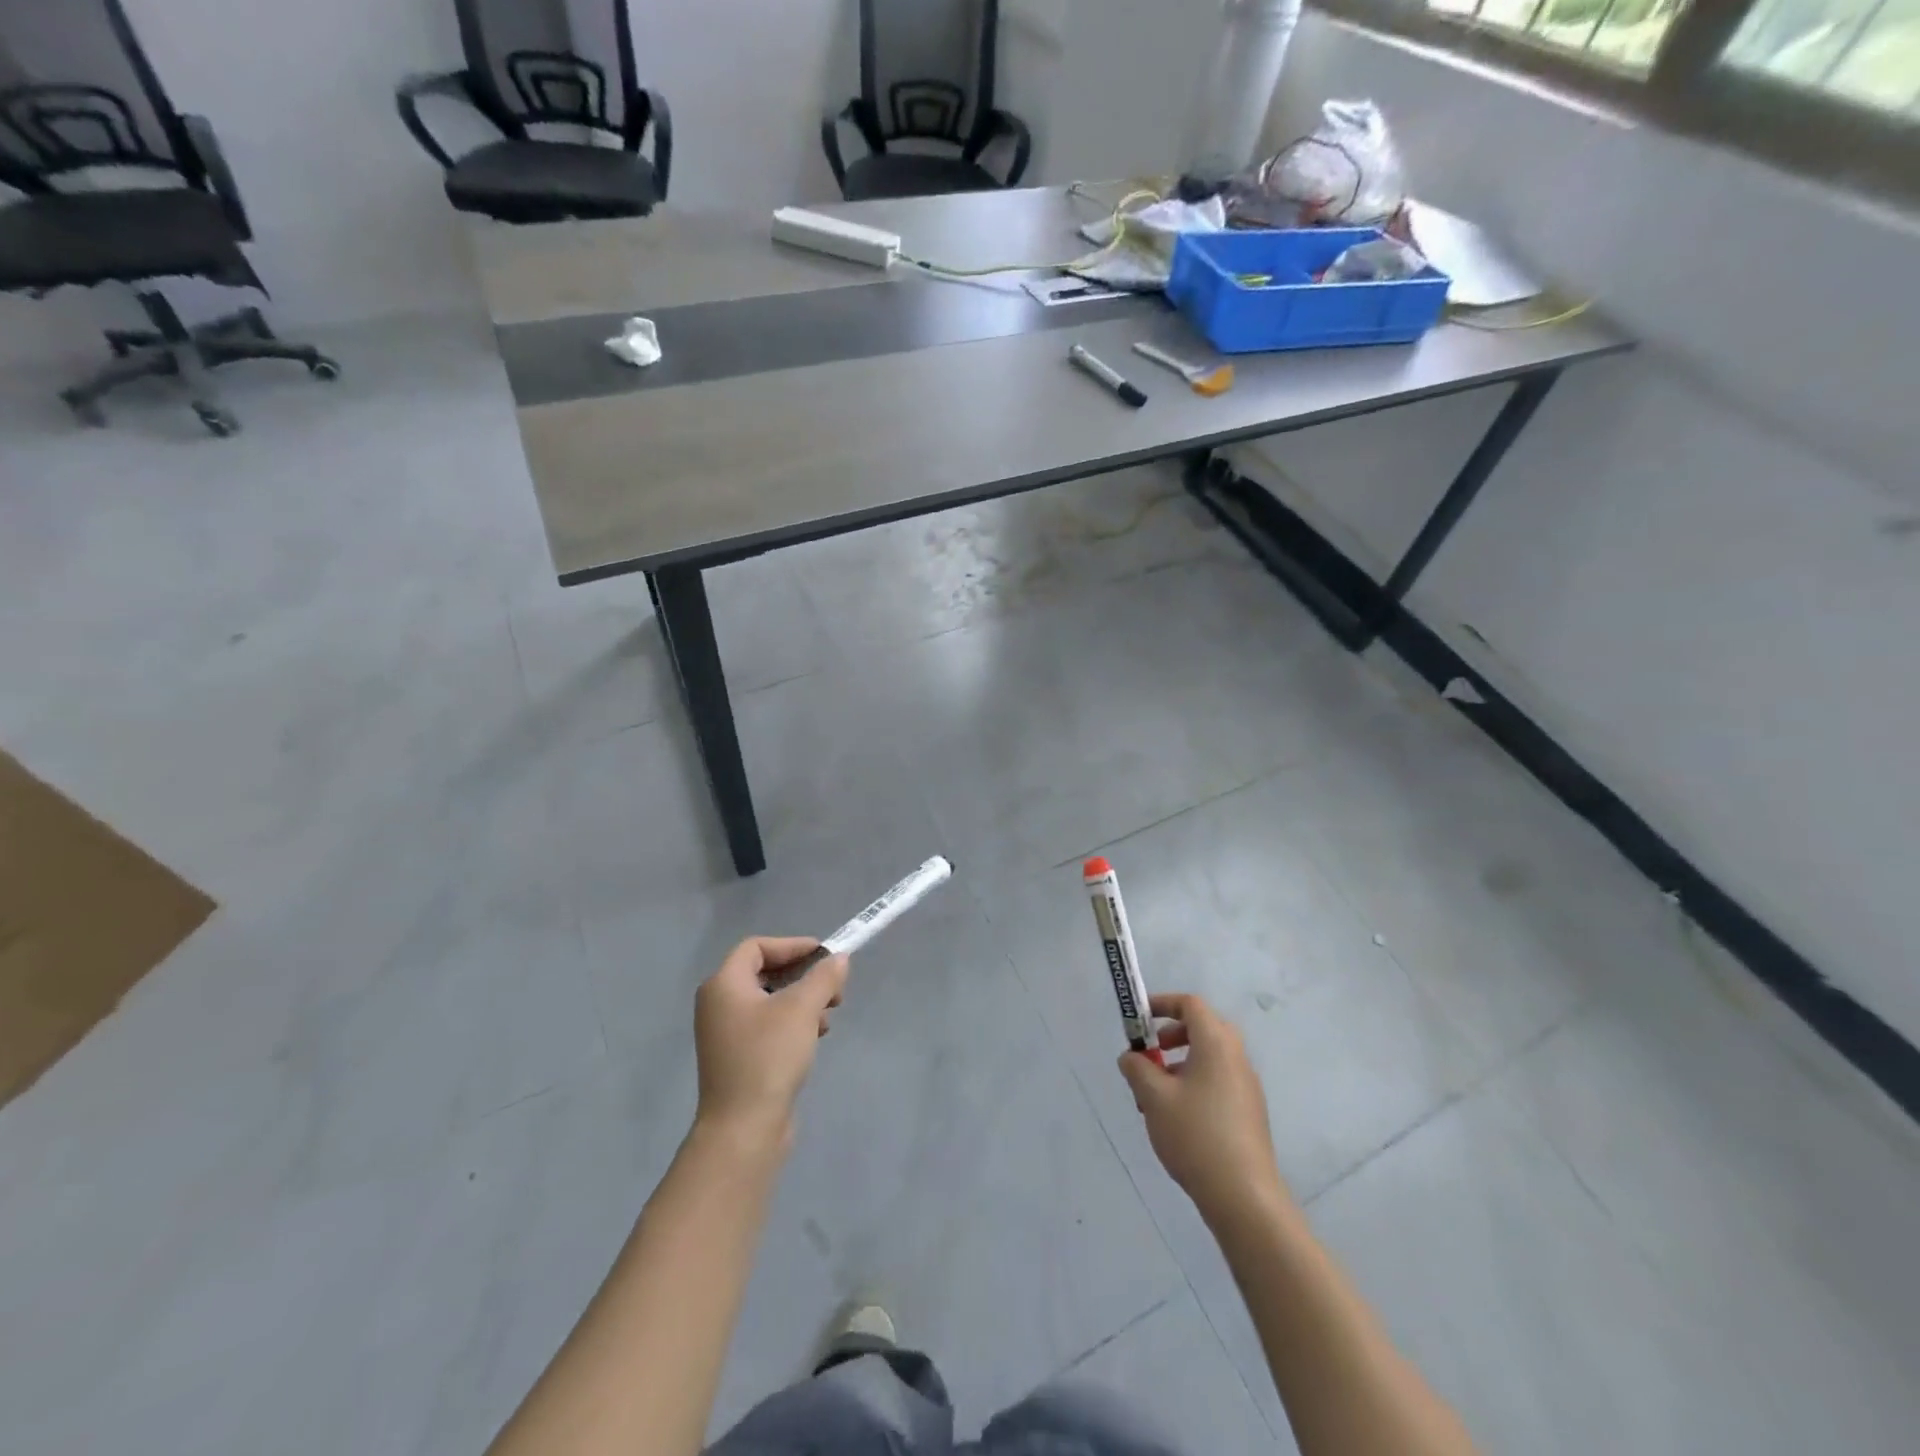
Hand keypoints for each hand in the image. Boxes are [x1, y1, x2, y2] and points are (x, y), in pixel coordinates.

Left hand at [693, 937, 848, 1146]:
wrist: (743, 1129)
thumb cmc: (768, 1056)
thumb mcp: (802, 1009)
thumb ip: (823, 977)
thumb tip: (838, 959)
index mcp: (724, 985)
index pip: (756, 947)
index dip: (792, 945)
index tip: (823, 955)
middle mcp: (719, 1004)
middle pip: (764, 972)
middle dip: (802, 974)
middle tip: (833, 985)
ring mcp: (726, 1034)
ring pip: (769, 1001)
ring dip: (802, 999)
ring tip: (830, 1013)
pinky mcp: (737, 1058)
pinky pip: (767, 1025)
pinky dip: (792, 1022)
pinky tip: (816, 1035)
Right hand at [1118, 992, 1288, 1225]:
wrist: (1243, 1195)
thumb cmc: (1195, 1134)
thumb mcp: (1154, 1097)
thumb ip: (1137, 1068)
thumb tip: (1131, 1057)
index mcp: (1216, 1044)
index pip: (1191, 1005)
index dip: (1163, 1003)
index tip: (1140, 1018)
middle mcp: (1236, 1058)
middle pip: (1204, 1028)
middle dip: (1173, 1034)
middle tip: (1151, 1053)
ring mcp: (1247, 1086)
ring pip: (1210, 1058)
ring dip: (1181, 1063)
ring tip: (1156, 1095)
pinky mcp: (1249, 1113)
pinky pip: (1218, 1081)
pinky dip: (1195, 1083)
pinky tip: (1177, 1118)